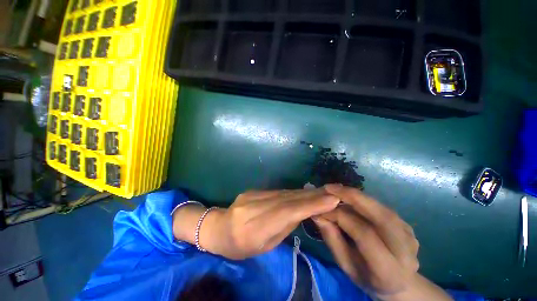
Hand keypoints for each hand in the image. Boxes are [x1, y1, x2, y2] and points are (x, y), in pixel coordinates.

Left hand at [206, 188, 339, 259]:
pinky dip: (293, 193)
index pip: (288, 212)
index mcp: (255, 228)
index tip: (331, 200)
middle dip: (312, 196)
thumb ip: (284, 227)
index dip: (310, 205)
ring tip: (322, 192)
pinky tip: (303, 192)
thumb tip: (302, 212)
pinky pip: (278, 192)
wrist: (219, 227)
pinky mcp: (254, 191)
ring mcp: (253, 196)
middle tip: (333, 192)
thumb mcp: (264, 245)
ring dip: (304, 193)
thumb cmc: (241, 246)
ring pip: (285, 193)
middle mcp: (255, 208)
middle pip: (288, 199)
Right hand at [314, 185, 450, 300]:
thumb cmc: (368, 278)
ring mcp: (410, 235)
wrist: (400, 284)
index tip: (321, 208)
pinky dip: (364, 200)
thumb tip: (318, 215)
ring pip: (381, 208)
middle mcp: (405, 250)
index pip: (365, 234)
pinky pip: (382, 208)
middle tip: (330, 188)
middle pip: (381, 216)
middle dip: (352, 197)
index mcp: (389, 270)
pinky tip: (350, 199)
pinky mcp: (408, 226)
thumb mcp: (346, 266)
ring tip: (337, 190)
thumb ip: (333, 240)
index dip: (340, 216)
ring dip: (357, 196)